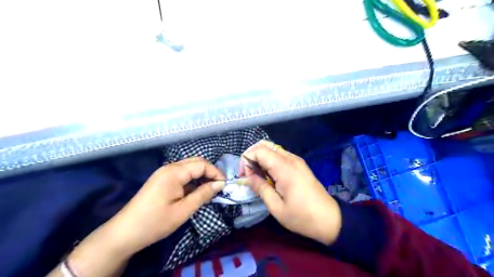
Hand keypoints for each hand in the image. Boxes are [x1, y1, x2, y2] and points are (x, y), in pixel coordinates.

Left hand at [49, 158, 224, 276]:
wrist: (124, 233)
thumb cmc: (155, 222)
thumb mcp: (183, 210)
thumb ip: (203, 194)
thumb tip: (220, 184)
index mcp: (174, 172)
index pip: (202, 164)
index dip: (216, 173)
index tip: (224, 185)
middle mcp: (169, 167)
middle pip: (196, 162)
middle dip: (210, 172)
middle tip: (218, 186)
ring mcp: (164, 173)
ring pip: (189, 167)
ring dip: (201, 176)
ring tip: (209, 190)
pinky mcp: (161, 180)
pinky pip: (182, 174)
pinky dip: (192, 180)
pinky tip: (195, 191)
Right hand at [242, 141, 342, 244]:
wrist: (330, 219)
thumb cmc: (302, 216)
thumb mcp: (276, 207)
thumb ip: (260, 188)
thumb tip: (246, 178)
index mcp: (285, 168)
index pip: (259, 150)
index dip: (247, 160)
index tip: (245, 177)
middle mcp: (291, 159)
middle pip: (265, 145)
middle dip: (252, 156)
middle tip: (249, 174)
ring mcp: (296, 160)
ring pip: (272, 149)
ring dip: (261, 158)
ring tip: (258, 176)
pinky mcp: (299, 164)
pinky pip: (280, 155)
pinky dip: (270, 161)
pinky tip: (269, 176)